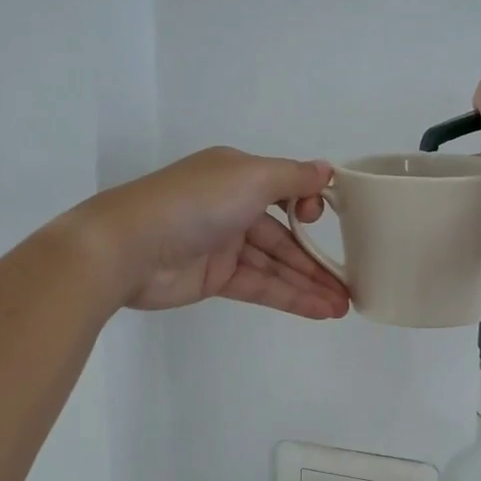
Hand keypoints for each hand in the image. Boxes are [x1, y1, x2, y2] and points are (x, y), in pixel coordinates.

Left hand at [71, 148, 350, 317]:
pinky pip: (260, 285)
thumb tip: (327, 170)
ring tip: (344, 306)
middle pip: (284, 234)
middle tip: (352, 283)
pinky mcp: (214, 278)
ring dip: (309, 283)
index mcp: (238, 175)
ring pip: (275, 264)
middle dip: (318, 259)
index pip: (285, 191)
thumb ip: (293, 177)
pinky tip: (319, 310)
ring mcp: (223, 245)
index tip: (325, 221)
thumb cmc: (195, 202)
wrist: (128, 247)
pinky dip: (290, 297)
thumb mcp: (251, 177)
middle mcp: (232, 206)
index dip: (309, 207)